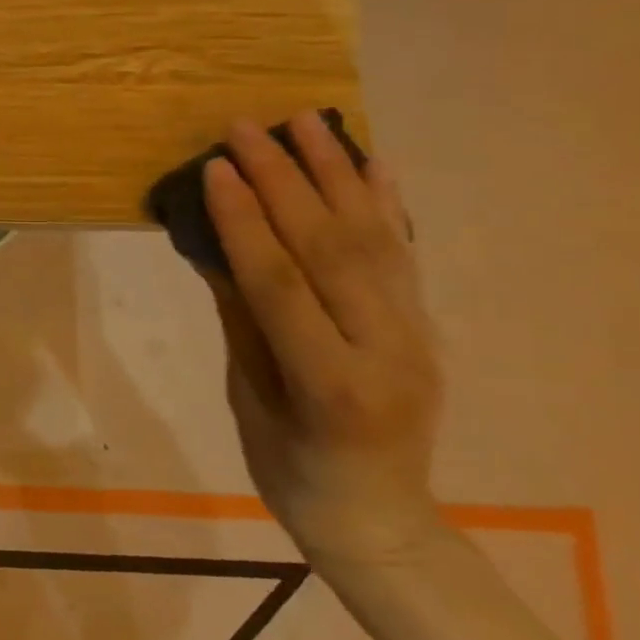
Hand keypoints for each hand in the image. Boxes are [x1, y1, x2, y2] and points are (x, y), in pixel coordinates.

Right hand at [203, 113, 445, 566]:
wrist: (378, 518)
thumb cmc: (291, 470)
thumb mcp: (249, 398)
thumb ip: (240, 318)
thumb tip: (215, 245)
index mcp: (330, 382)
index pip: (279, 281)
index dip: (243, 220)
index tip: (214, 167)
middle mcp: (386, 348)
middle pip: (329, 247)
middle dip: (283, 180)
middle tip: (244, 128)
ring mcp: (416, 333)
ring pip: (374, 238)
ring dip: (335, 173)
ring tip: (304, 121)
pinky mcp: (426, 325)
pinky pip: (404, 254)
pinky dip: (387, 202)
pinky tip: (371, 162)